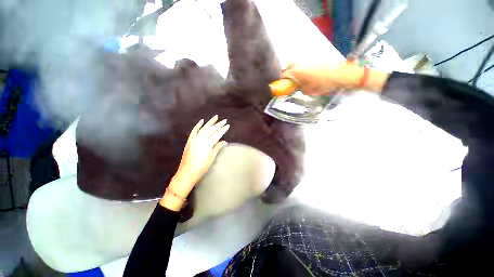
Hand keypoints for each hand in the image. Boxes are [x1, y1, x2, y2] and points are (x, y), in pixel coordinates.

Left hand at [161, 115, 228, 210]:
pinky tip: (202, 121)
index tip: (228, 125)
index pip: (217, 134)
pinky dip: (198, 125)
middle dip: (219, 124)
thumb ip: (217, 148)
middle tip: (224, 120)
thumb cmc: (201, 168)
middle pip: (211, 130)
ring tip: (216, 117)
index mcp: (208, 144)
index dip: (223, 130)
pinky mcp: (189, 141)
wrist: (186, 173)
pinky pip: (194, 131)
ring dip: (210, 122)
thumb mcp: (211, 158)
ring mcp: (194, 139)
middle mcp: (201, 140)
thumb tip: (224, 142)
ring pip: (204, 128)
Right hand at [280, 62, 364, 95]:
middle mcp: (299, 64)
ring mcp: (306, 60)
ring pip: (295, 65)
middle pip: (287, 67)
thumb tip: (297, 87)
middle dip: (287, 75)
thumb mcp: (308, 90)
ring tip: (298, 80)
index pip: (283, 75)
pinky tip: (307, 76)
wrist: (341, 74)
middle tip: (290, 83)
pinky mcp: (313, 59)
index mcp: (295, 71)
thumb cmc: (323, 84)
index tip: (283, 87)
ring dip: (294, 72)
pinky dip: (301, 70)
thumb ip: (299, 88)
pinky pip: (303, 64)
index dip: (281, 82)